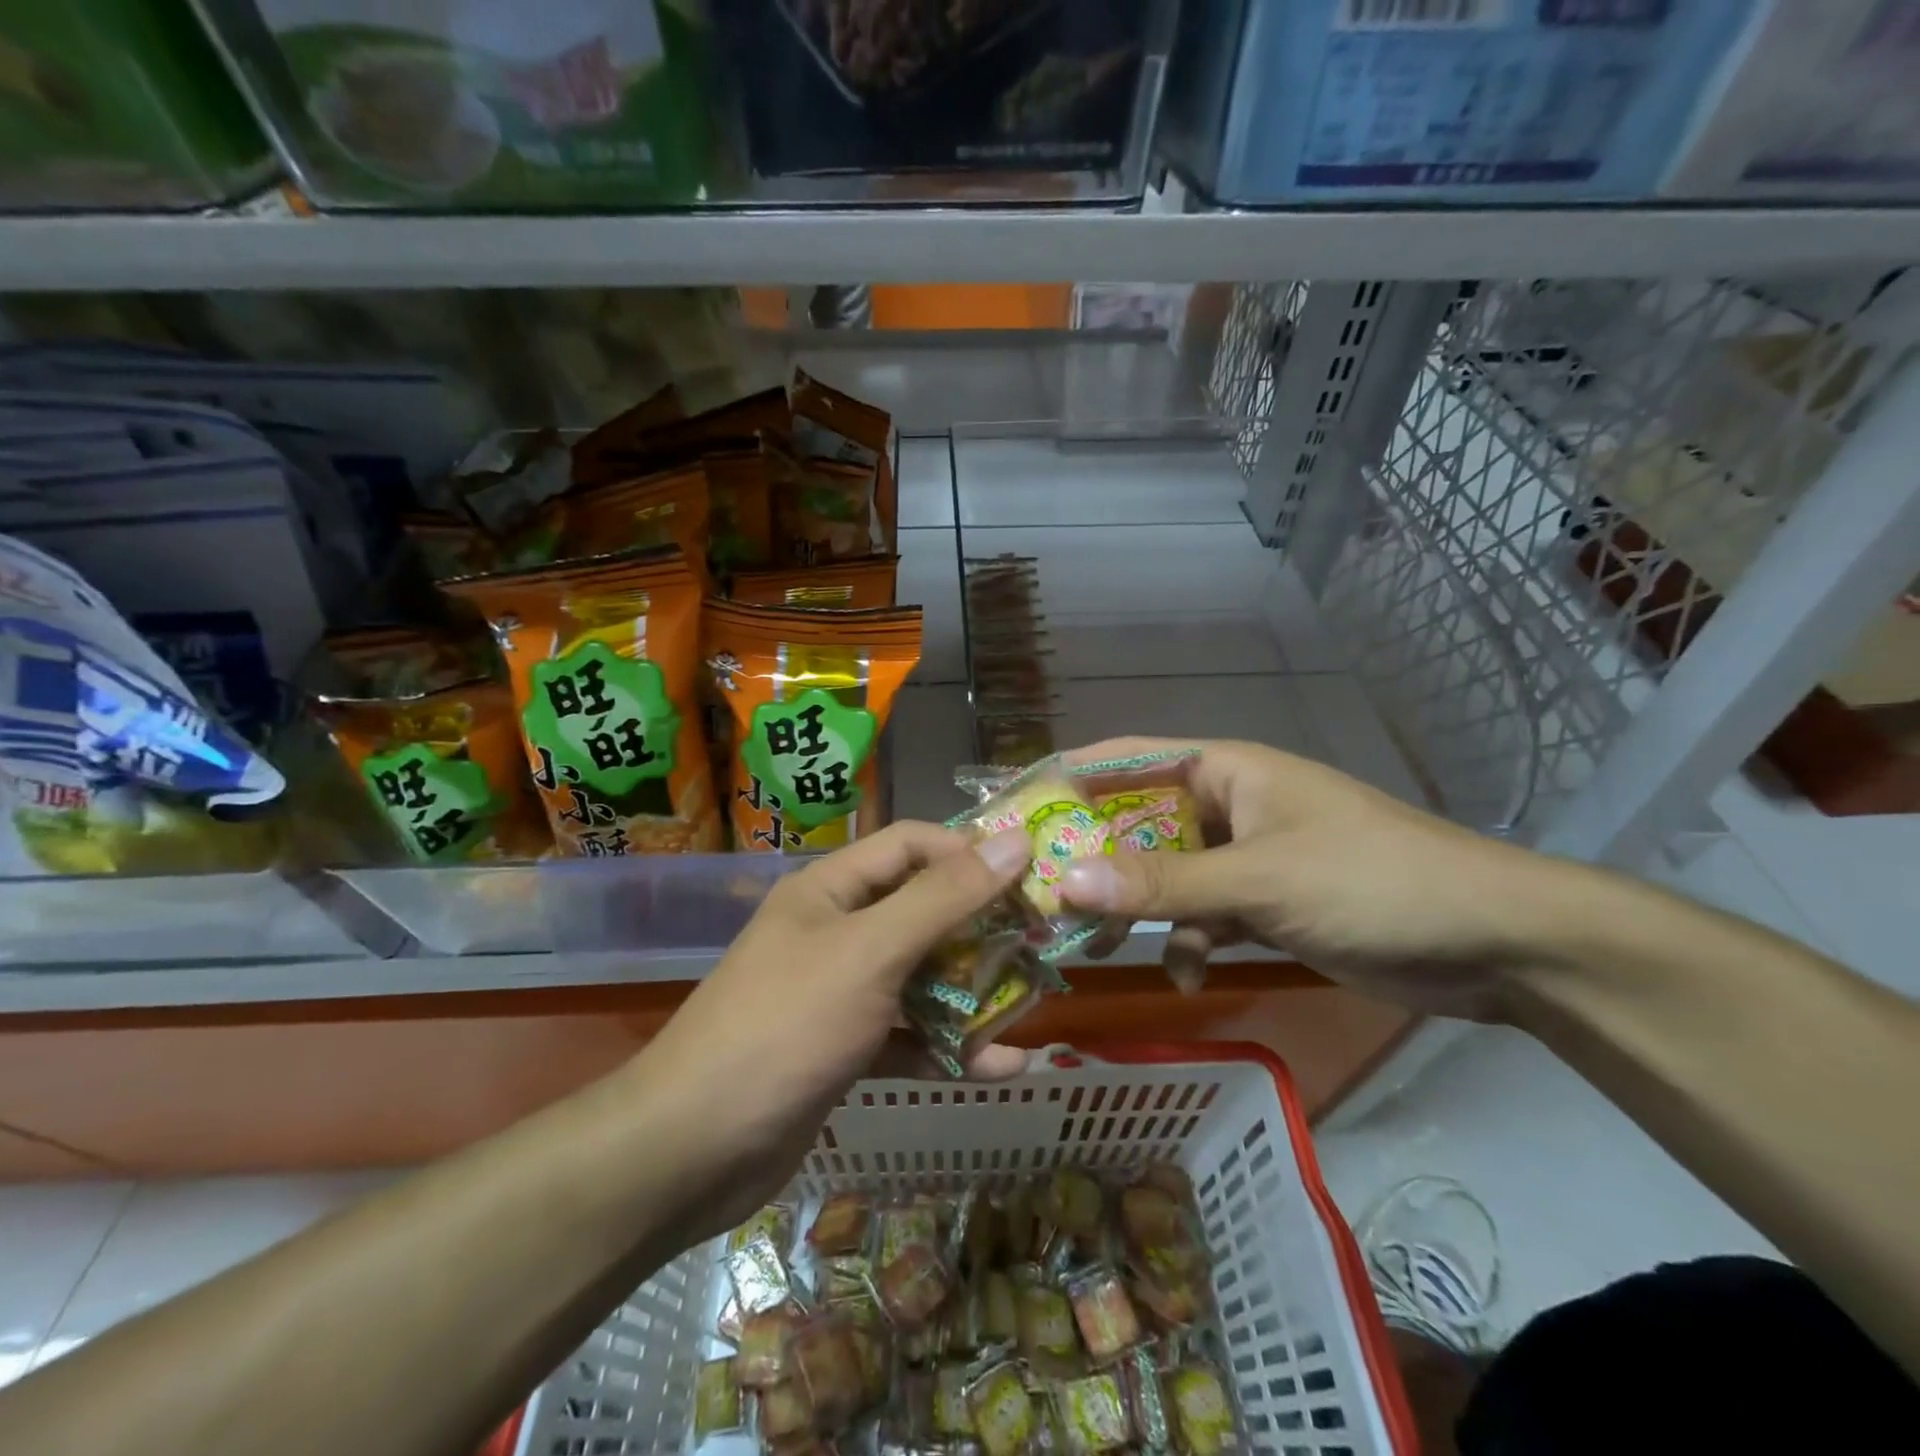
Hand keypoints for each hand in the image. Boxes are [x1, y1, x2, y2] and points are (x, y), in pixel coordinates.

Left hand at [629, 821, 1031, 1239]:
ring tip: (1031, 1005)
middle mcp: (835, 931)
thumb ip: (945, 898)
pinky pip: (908, 1035)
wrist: (690, 1151)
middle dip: (980, 927)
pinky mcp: (843, 1049)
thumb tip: (1014, 842)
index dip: (968, 850)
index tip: (1029, 874)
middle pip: (921, 911)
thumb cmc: (786, 1026)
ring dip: (972, 991)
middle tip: (1041, 942)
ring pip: (920, 976)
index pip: (911, 844)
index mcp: (831, 890)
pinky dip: (948, 1047)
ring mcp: (838, 993)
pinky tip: (1000, 1066)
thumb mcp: (872, 952)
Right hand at [1058, 737, 1577, 1018]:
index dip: (1069, 779)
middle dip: (1093, 861)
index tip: (1015, 811)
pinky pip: (1201, 917)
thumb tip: (1066, 884)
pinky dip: (1186, 942)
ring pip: (1165, 878)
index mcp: (1225, 771)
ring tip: (1089, 947)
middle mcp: (1227, 807)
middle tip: (1038, 895)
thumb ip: (1161, 885)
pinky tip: (1184, 975)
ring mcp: (1245, 859)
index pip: (1127, 760)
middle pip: (1137, 825)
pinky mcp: (1263, 905)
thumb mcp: (1259, 881)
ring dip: (1134, 910)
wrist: (1493, 942)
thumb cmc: (1370, 882)